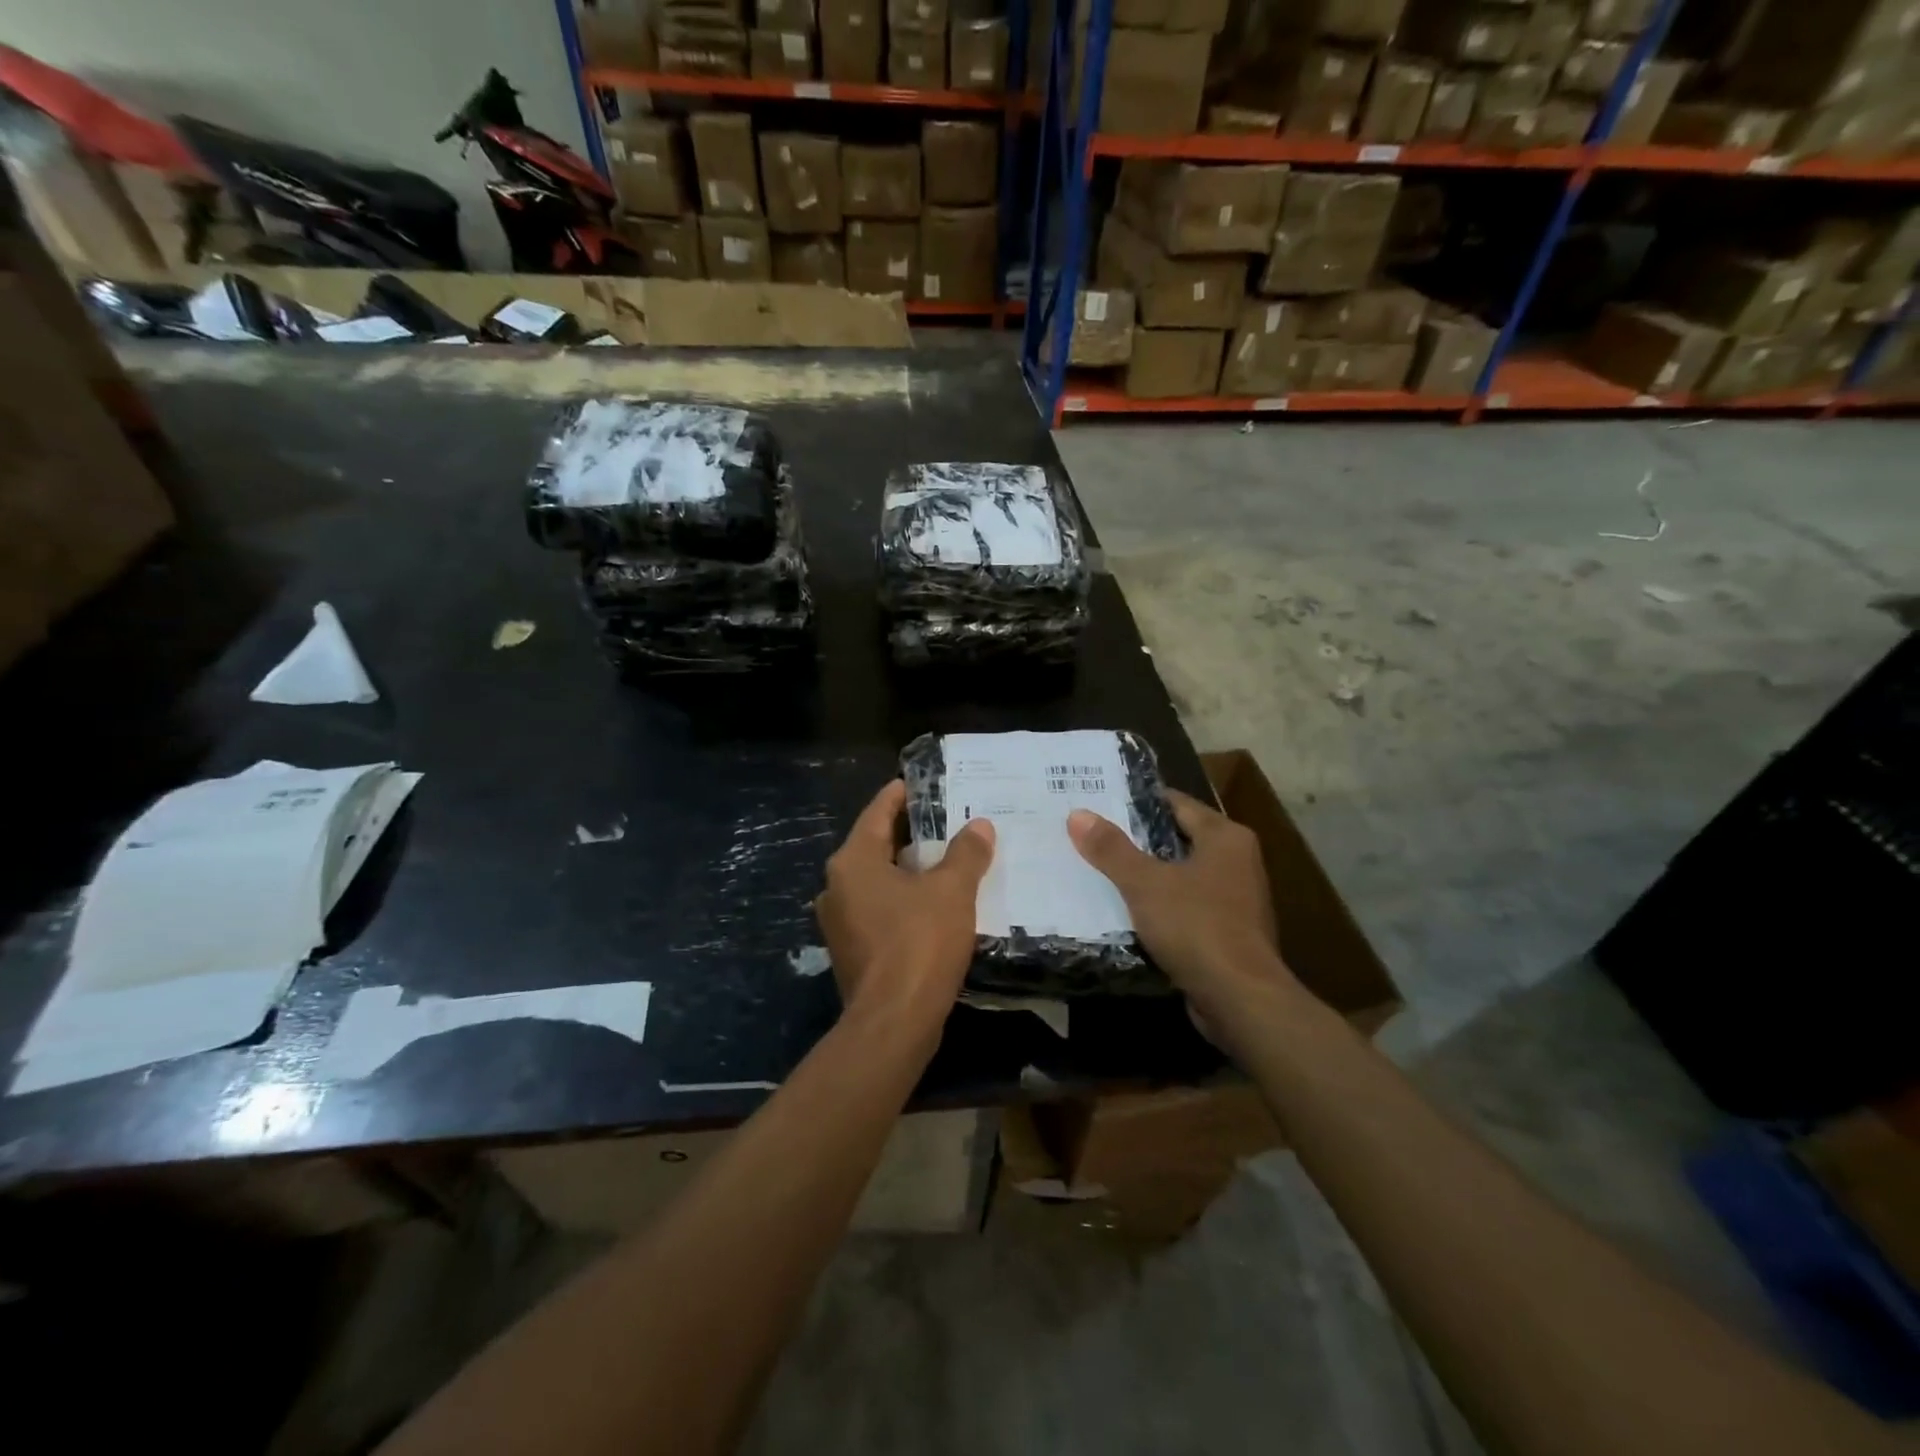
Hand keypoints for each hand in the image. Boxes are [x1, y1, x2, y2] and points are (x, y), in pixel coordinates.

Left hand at [815, 780, 994, 1031]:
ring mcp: (840, 922)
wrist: (894, 1023)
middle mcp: (837, 886)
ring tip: (946, 860)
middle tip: (945, 820)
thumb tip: (979, 825)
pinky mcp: (852, 951)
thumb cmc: (919, 943)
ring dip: (908, 870)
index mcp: (853, 862)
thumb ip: (966, 853)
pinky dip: (903, 899)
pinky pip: (879, 910)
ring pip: (877, 881)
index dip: (900, 795)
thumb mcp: (951, 891)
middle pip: (876, 845)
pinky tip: (934, 903)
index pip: (877, 813)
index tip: (919, 783)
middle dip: (909, 833)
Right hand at [1067, 790, 1293, 1022]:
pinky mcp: (1228, 933)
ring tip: (1101, 871)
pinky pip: (1186, 908)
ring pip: (1181, 876)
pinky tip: (1127, 912)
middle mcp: (1237, 861)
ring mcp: (1236, 900)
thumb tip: (1077, 814)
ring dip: (1147, 876)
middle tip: (1092, 835)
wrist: (1241, 1000)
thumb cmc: (1196, 927)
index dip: (1137, 802)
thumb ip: (1111, 849)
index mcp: (1226, 838)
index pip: (1176, 803)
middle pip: (1177, 839)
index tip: (1099, 802)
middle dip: (1137, 840)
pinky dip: (1160, 906)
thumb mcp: (1145, 884)